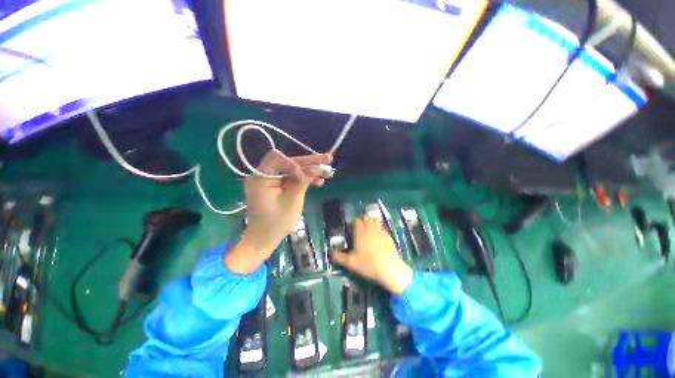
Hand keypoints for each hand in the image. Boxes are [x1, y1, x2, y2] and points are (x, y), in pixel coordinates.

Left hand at [226, 149, 331, 273]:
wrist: (264, 239)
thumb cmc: (276, 223)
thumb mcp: (292, 201)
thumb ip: (302, 182)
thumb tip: (314, 167)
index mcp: (261, 177)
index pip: (276, 158)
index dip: (294, 162)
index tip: (307, 172)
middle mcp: (264, 175)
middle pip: (288, 162)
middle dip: (309, 162)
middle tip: (328, 159)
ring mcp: (271, 181)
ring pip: (293, 170)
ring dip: (310, 170)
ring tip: (328, 172)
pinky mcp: (277, 187)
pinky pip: (292, 179)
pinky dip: (305, 179)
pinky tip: (319, 181)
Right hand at [332, 217, 412, 294]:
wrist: (389, 269)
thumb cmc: (368, 265)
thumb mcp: (350, 263)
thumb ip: (338, 256)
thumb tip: (329, 252)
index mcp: (360, 233)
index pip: (357, 220)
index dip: (354, 223)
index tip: (352, 229)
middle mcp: (370, 229)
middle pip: (366, 218)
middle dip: (362, 221)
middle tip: (360, 230)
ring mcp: (380, 231)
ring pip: (375, 220)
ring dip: (371, 222)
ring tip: (369, 230)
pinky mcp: (388, 235)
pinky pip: (382, 227)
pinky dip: (379, 228)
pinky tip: (378, 237)